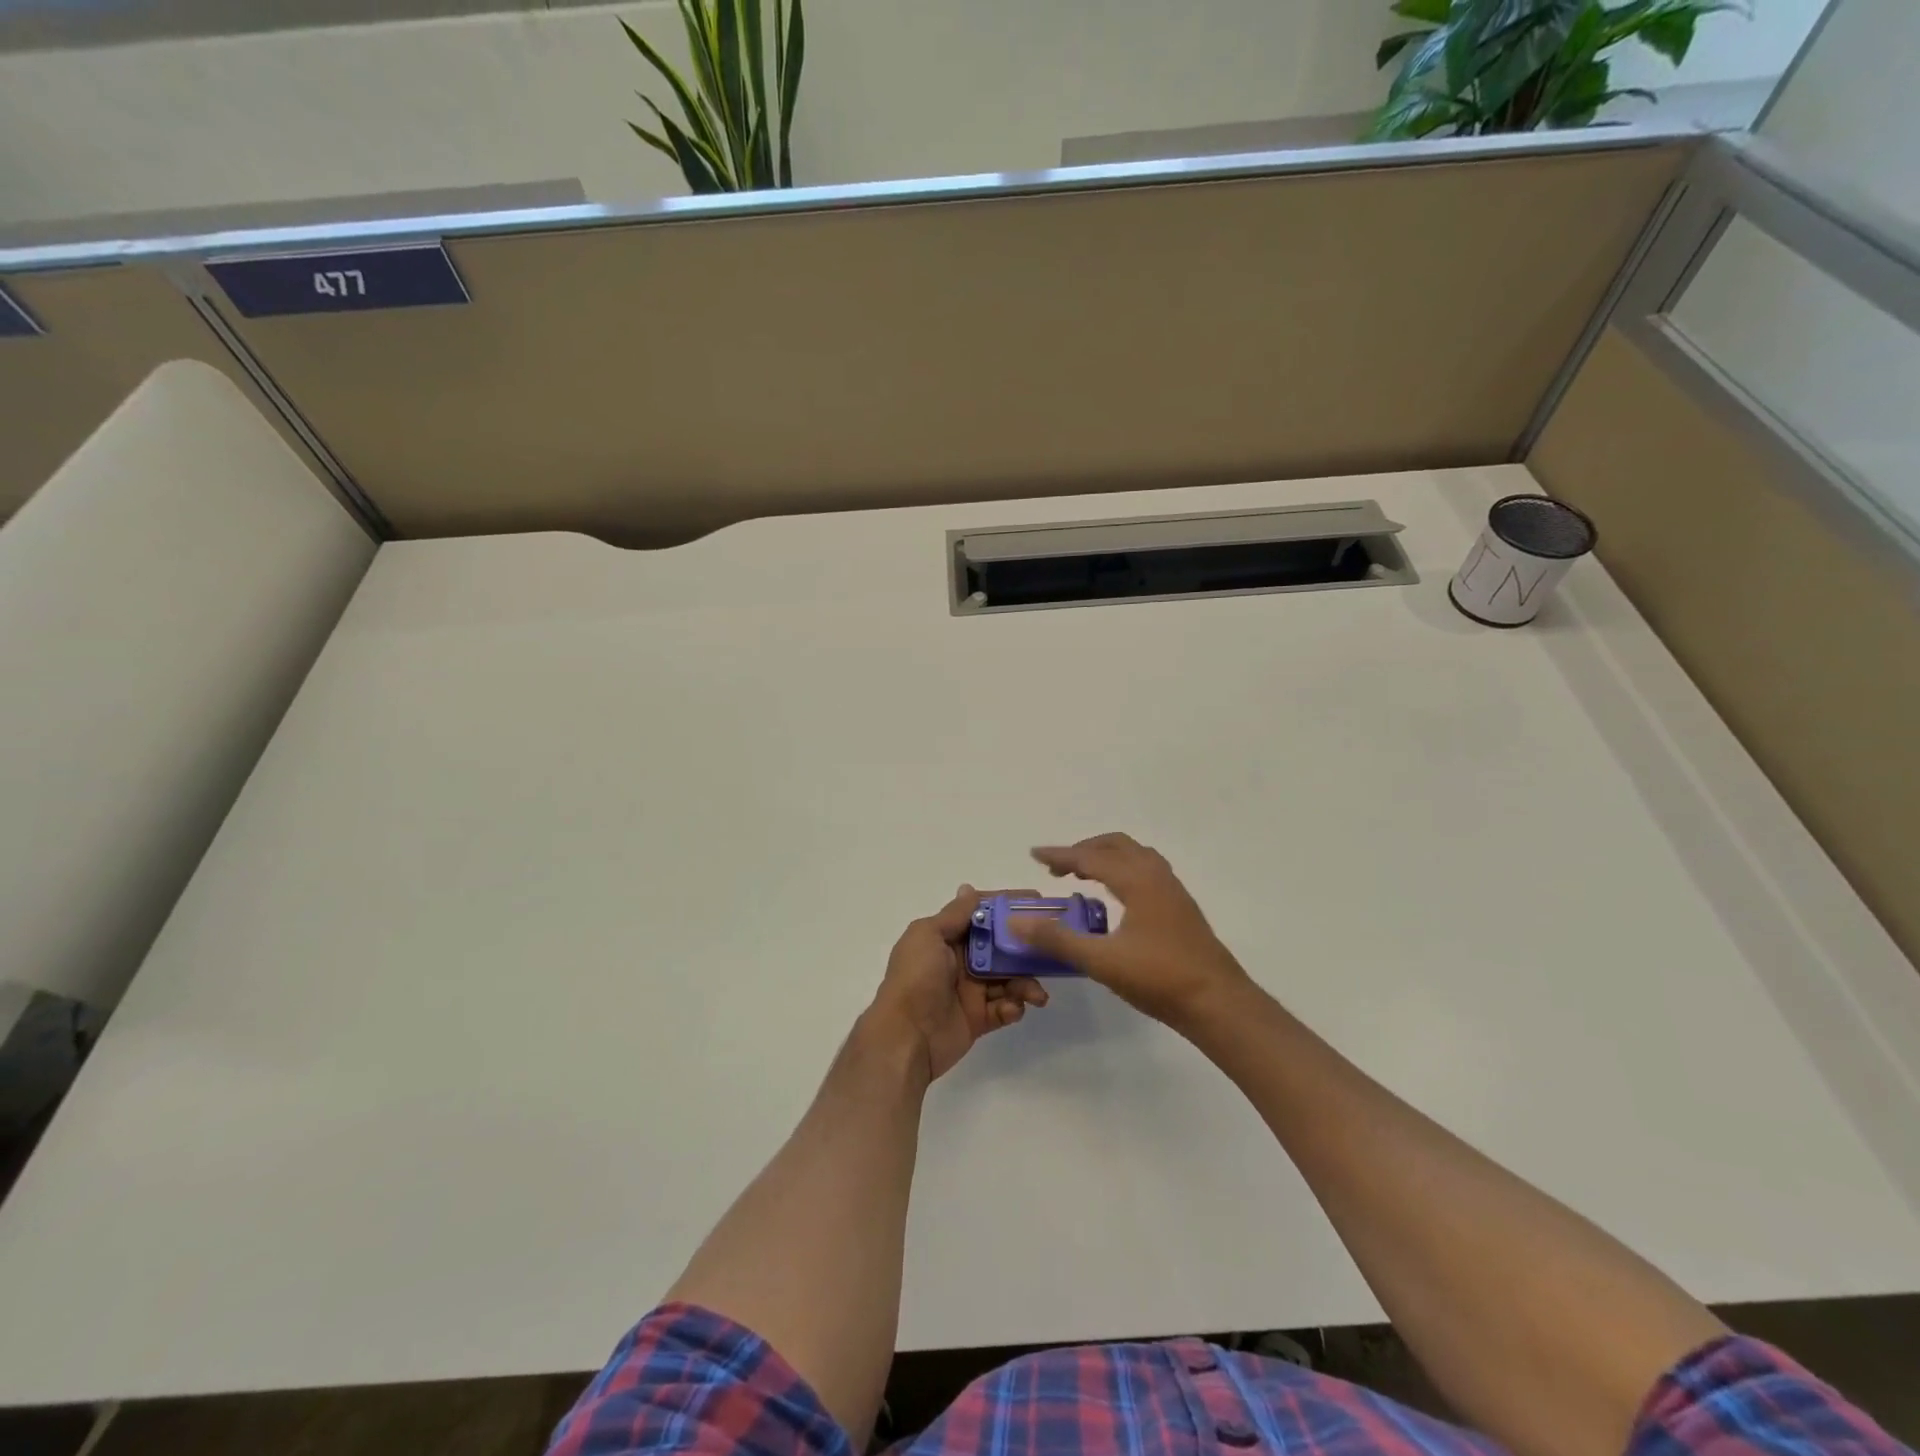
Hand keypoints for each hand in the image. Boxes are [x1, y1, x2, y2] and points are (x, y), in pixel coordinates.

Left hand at [865, 885, 1048, 1083]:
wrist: (905, 1037)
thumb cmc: (916, 978)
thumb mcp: (928, 936)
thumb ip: (954, 915)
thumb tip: (968, 889)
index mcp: (947, 938)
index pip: (982, 915)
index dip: (1007, 908)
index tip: (1036, 901)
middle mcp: (961, 961)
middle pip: (1001, 948)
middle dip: (1025, 949)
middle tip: (1049, 951)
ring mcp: (971, 990)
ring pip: (1008, 979)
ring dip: (1025, 983)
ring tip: (1035, 994)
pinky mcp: (979, 1018)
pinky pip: (1004, 1008)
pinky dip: (1013, 1007)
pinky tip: (1012, 1009)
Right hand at [1014, 834, 1251, 1029]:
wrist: (1219, 1003)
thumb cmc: (1160, 978)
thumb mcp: (1101, 961)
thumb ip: (1058, 939)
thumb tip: (1017, 922)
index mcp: (1138, 880)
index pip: (1091, 857)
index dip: (1060, 854)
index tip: (1034, 854)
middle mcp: (1157, 876)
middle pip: (1116, 846)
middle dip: (1084, 850)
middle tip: (1058, 867)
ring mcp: (1173, 891)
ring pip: (1135, 856)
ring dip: (1106, 858)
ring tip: (1084, 875)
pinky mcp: (1181, 909)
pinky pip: (1146, 872)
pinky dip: (1123, 871)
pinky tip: (1116, 899)